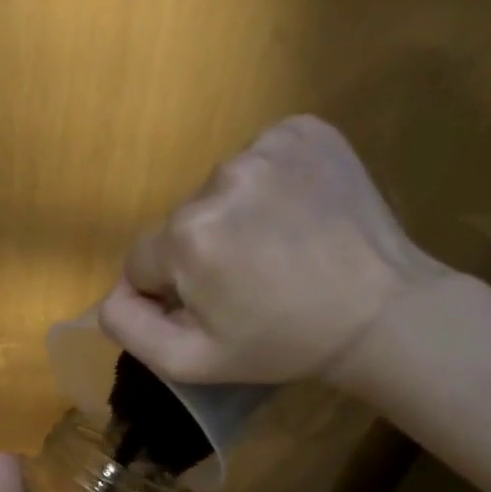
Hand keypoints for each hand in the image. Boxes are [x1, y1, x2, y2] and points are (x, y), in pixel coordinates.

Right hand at [99, 115, 451, 388]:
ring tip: (278, 248)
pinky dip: (268, 184)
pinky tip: (296, 214)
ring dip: (235, 217)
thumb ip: (129, 328)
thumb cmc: (280, 344)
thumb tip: (110, 294)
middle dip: (201, 252)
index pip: (142, 261)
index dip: (170, 290)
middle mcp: (218, 179)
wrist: (380, 312)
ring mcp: (266, 147)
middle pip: (180, 223)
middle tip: (249, 282)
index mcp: (187, 236)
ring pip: (218, 190)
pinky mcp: (304, 130)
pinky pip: (259, 157)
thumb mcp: (190, 361)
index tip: (212, 306)